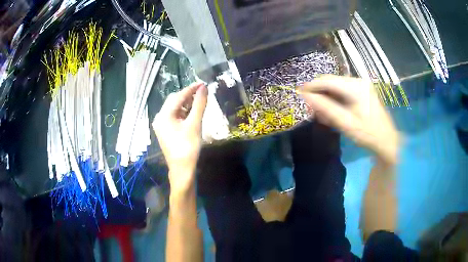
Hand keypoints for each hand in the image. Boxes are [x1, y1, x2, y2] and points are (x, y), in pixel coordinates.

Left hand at [152, 83, 207, 192]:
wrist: (182, 169)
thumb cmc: (188, 147)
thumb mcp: (195, 124)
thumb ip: (199, 104)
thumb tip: (204, 88)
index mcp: (164, 115)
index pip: (178, 96)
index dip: (191, 89)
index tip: (203, 84)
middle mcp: (160, 118)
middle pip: (174, 101)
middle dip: (188, 96)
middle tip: (202, 93)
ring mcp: (161, 125)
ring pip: (174, 109)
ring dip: (186, 104)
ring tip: (199, 102)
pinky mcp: (165, 131)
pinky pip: (174, 116)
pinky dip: (183, 113)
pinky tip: (192, 113)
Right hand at [301, 76, 399, 164]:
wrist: (387, 141)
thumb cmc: (368, 134)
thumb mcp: (345, 123)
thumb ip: (325, 108)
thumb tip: (305, 96)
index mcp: (356, 87)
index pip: (327, 81)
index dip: (311, 86)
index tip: (298, 94)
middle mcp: (358, 81)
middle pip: (331, 83)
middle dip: (319, 95)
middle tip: (312, 110)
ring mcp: (361, 85)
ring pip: (336, 88)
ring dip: (327, 99)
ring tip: (323, 116)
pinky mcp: (362, 91)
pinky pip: (343, 92)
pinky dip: (335, 101)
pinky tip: (333, 114)